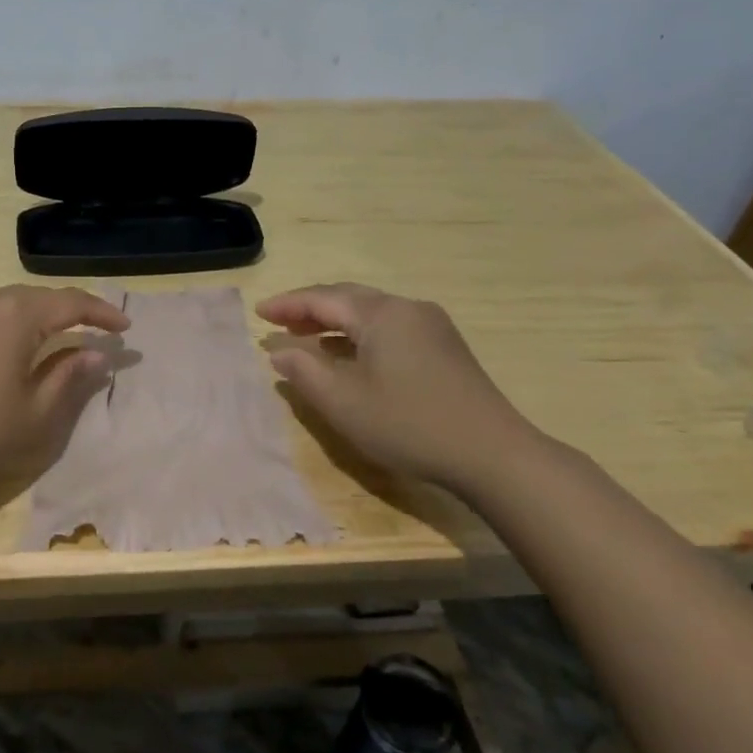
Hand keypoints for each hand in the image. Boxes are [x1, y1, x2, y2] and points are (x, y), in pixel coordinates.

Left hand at [0, 285, 129, 494]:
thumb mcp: (36, 411)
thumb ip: (69, 376)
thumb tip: (94, 353)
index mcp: (18, 313)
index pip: (71, 303)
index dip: (102, 313)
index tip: (125, 327)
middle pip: (41, 298)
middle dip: (73, 313)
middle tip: (97, 331)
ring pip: (13, 304)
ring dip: (41, 317)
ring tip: (61, 337)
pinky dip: (13, 323)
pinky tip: (16, 345)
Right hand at [255, 283, 549, 493]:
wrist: (493, 454)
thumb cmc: (409, 425)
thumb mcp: (344, 403)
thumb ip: (304, 372)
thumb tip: (279, 352)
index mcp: (381, 314)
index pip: (323, 299)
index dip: (287, 305)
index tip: (258, 313)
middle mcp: (407, 308)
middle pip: (348, 298)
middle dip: (310, 309)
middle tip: (279, 323)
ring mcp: (431, 326)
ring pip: (370, 312)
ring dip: (335, 322)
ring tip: (307, 338)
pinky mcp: (444, 347)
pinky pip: (390, 327)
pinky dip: (360, 334)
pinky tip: (350, 356)